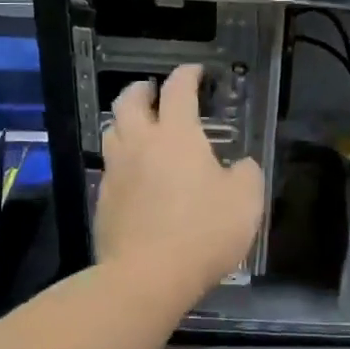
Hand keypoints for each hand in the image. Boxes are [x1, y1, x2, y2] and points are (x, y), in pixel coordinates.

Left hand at [95, 64, 265, 295]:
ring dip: (125, 121)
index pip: (178, 90)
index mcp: (176, 135)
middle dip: (141, 90)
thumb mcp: (246, 200)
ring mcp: (116, 172)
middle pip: (128, 102)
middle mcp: (140, 144)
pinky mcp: (103, 201)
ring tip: (139, 128)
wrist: (147, 277)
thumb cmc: (203, 231)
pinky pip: (110, 168)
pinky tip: (134, 175)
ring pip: (112, 132)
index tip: (195, 71)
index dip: (187, 75)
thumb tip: (240, 165)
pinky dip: (122, 160)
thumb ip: (246, 173)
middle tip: (153, 91)